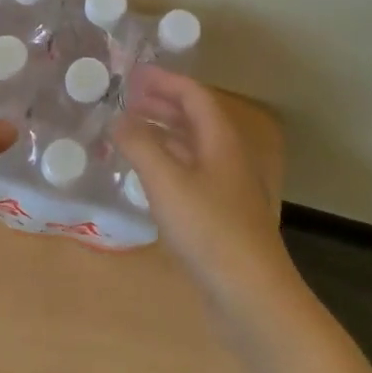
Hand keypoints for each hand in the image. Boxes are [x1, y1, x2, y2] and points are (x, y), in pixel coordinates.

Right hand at [114, 68, 296, 319]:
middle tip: (126, 100)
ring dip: (162, 134)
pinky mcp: (221, 218)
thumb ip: (140, 145)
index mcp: (220, 140)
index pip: (194, 95)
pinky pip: (190, 175)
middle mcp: (227, 158)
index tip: (133, 75)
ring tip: (129, 133)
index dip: (164, 81)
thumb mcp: (167, 182)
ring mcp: (227, 190)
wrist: (252, 297)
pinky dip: (166, 165)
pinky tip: (146, 178)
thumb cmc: (209, 230)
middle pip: (195, 119)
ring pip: (192, 148)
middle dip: (161, 105)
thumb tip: (119, 117)